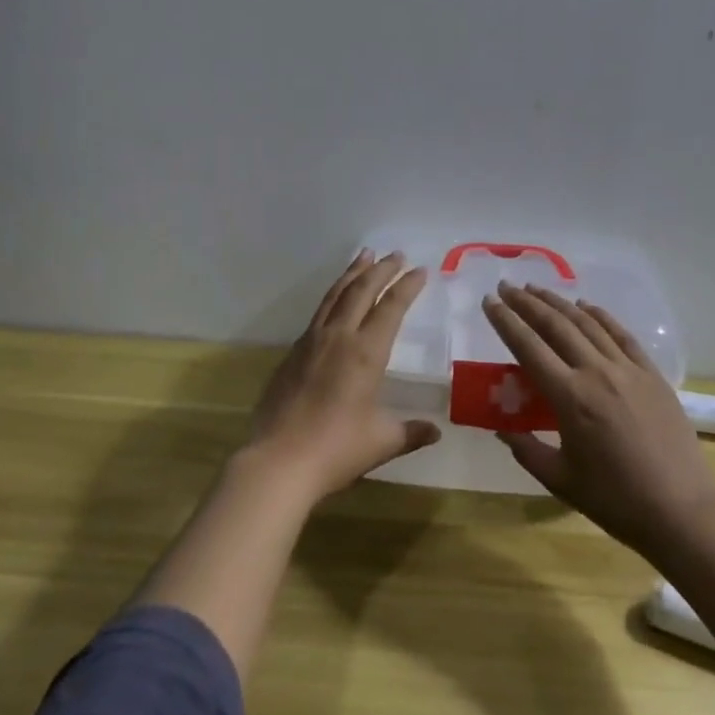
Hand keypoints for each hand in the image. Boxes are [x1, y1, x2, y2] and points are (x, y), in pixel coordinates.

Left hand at [243, 249, 440, 502]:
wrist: (279, 460)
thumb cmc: (337, 449)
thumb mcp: (382, 441)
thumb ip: (411, 432)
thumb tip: (435, 431)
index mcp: (366, 353)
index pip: (391, 308)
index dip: (407, 287)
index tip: (420, 270)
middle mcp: (339, 337)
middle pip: (361, 291)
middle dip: (381, 269)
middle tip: (395, 254)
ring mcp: (311, 342)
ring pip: (335, 295)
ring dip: (352, 273)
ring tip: (364, 256)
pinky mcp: (292, 353)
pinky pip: (318, 313)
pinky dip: (332, 296)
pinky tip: (335, 299)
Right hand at [483, 284, 714, 555]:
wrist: (682, 510)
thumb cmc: (616, 501)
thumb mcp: (560, 480)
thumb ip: (526, 449)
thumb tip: (502, 428)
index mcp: (569, 398)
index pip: (528, 347)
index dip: (506, 321)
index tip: (489, 302)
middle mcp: (597, 373)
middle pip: (556, 326)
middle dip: (527, 303)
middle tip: (506, 286)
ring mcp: (628, 369)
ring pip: (588, 324)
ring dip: (559, 302)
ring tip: (536, 289)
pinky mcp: (652, 374)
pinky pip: (622, 335)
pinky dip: (601, 315)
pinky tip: (586, 306)